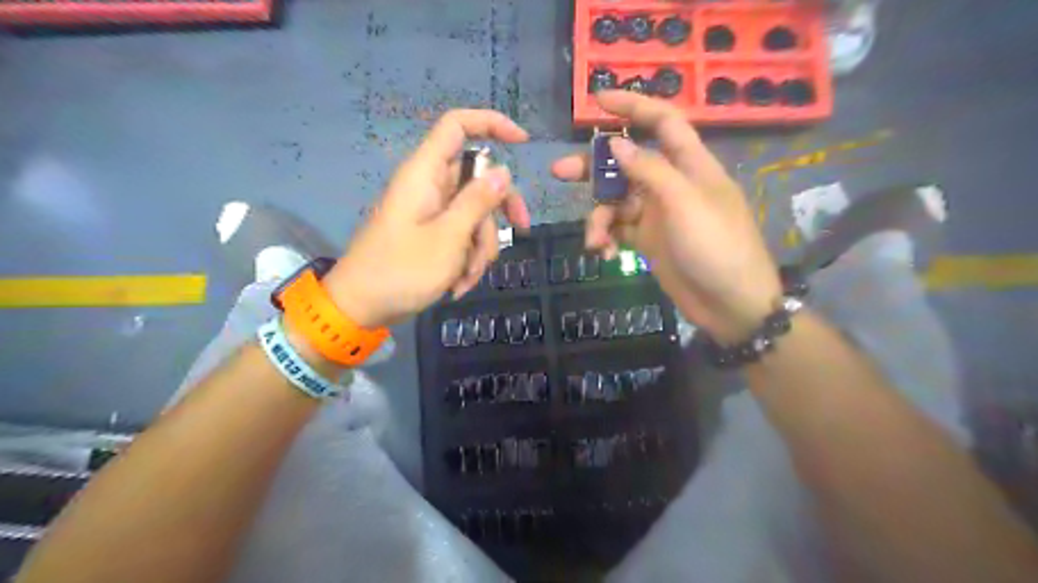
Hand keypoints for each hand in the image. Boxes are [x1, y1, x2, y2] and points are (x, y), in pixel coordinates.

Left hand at [320, 110, 530, 326]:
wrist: (361, 307)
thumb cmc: (401, 270)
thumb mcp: (448, 238)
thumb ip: (477, 202)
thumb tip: (503, 172)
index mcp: (425, 173)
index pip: (457, 126)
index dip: (492, 123)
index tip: (523, 143)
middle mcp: (430, 186)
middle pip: (478, 179)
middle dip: (497, 211)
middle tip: (520, 231)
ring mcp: (431, 212)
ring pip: (475, 214)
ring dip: (481, 246)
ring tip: (466, 277)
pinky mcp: (432, 234)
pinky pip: (463, 235)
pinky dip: (467, 258)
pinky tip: (458, 284)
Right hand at [550, 92, 777, 341]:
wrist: (730, 304)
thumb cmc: (716, 246)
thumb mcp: (684, 203)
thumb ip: (649, 171)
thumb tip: (617, 144)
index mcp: (690, 165)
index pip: (662, 122)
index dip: (633, 106)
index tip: (598, 101)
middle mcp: (671, 184)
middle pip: (627, 163)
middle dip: (594, 168)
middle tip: (560, 172)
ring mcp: (658, 214)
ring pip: (616, 201)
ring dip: (599, 217)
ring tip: (593, 240)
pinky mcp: (648, 240)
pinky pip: (618, 228)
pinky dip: (606, 236)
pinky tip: (601, 251)